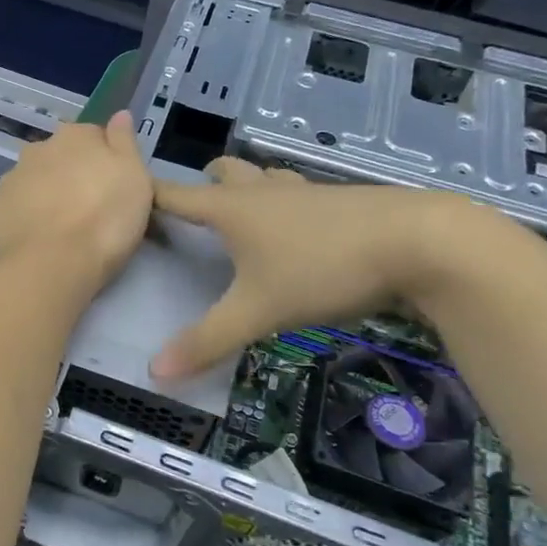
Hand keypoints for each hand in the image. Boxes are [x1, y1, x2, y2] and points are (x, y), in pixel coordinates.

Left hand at [0, 113, 151, 286]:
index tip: (113, 187)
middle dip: (70, 176)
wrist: (47, 266)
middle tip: (87, 210)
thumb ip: (125, 143)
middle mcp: (37, 150)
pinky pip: (12, 209)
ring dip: (44, 198)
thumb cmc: (103, 220)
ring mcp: (9, 180)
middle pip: (59, 158)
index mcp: (74, 137)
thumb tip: (119, 114)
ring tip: (60, 232)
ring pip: (32, 182)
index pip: (94, 136)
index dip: (105, 160)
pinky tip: (34, 243)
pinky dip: (22, 220)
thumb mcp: (135, 179)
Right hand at [150, 158, 473, 379]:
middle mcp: (263, 192)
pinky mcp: (341, 201)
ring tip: (243, 215)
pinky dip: (285, 203)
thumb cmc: (323, 267)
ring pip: (265, 178)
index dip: (148, 195)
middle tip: (194, 209)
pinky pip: (298, 194)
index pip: (174, 195)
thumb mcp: (259, 310)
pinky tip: (298, 229)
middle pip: (224, 173)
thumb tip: (154, 372)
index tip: (126, 196)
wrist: (420, 242)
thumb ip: (208, 340)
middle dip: (205, 183)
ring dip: (248, 188)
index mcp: (232, 209)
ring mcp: (305, 192)